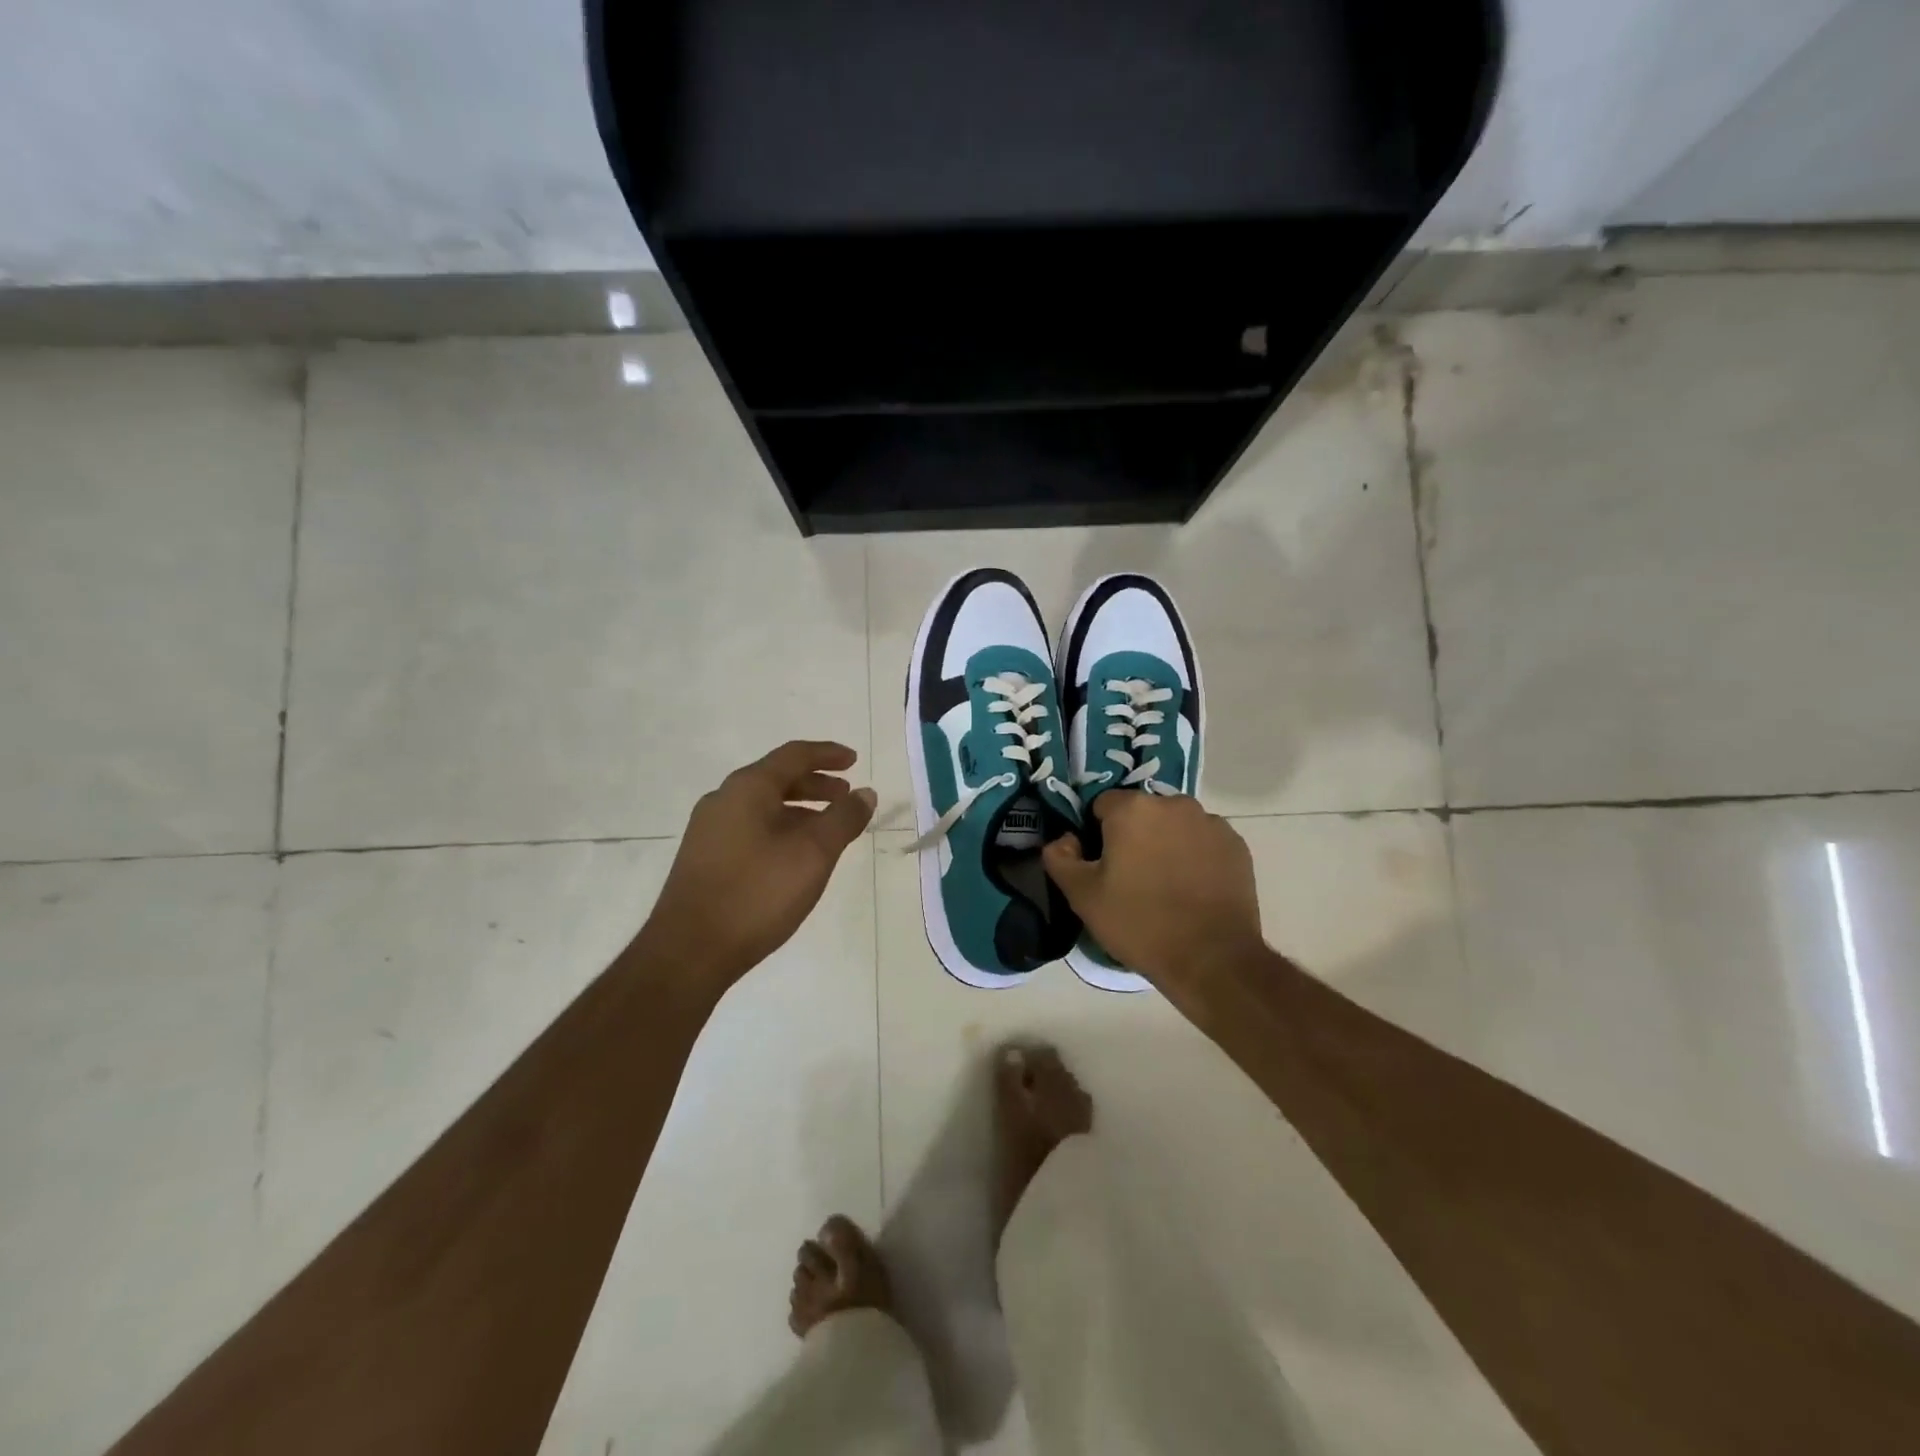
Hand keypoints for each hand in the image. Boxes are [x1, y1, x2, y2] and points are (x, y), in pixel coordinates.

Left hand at [640, 741, 876, 988]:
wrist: (688, 951)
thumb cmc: (757, 894)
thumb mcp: (813, 854)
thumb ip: (843, 819)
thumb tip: (865, 793)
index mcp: (747, 788)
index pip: (794, 756)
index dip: (828, 754)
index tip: (854, 761)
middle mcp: (723, 800)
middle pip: (776, 778)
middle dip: (815, 784)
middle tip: (846, 796)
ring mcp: (709, 830)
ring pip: (763, 806)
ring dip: (799, 809)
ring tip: (827, 829)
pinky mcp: (704, 858)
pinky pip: (750, 827)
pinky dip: (780, 829)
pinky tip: (794, 856)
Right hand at [1042, 792, 1262, 987]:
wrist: (1212, 959)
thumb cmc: (1140, 923)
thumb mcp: (1082, 896)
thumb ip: (1060, 858)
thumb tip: (1064, 840)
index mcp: (1132, 808)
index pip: (1102, 805)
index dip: (1097, 833)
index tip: (1101, 864)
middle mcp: (1173, 804)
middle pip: (1142, 812)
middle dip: (1133, 836)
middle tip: (1130, 877)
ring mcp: (1210, 823)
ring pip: (1175, 825)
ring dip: (1166, 843)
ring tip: (1165, 885)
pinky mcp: (1236, 845)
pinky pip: (1203, 841)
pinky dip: (1195, 856)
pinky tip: (1192, 889)